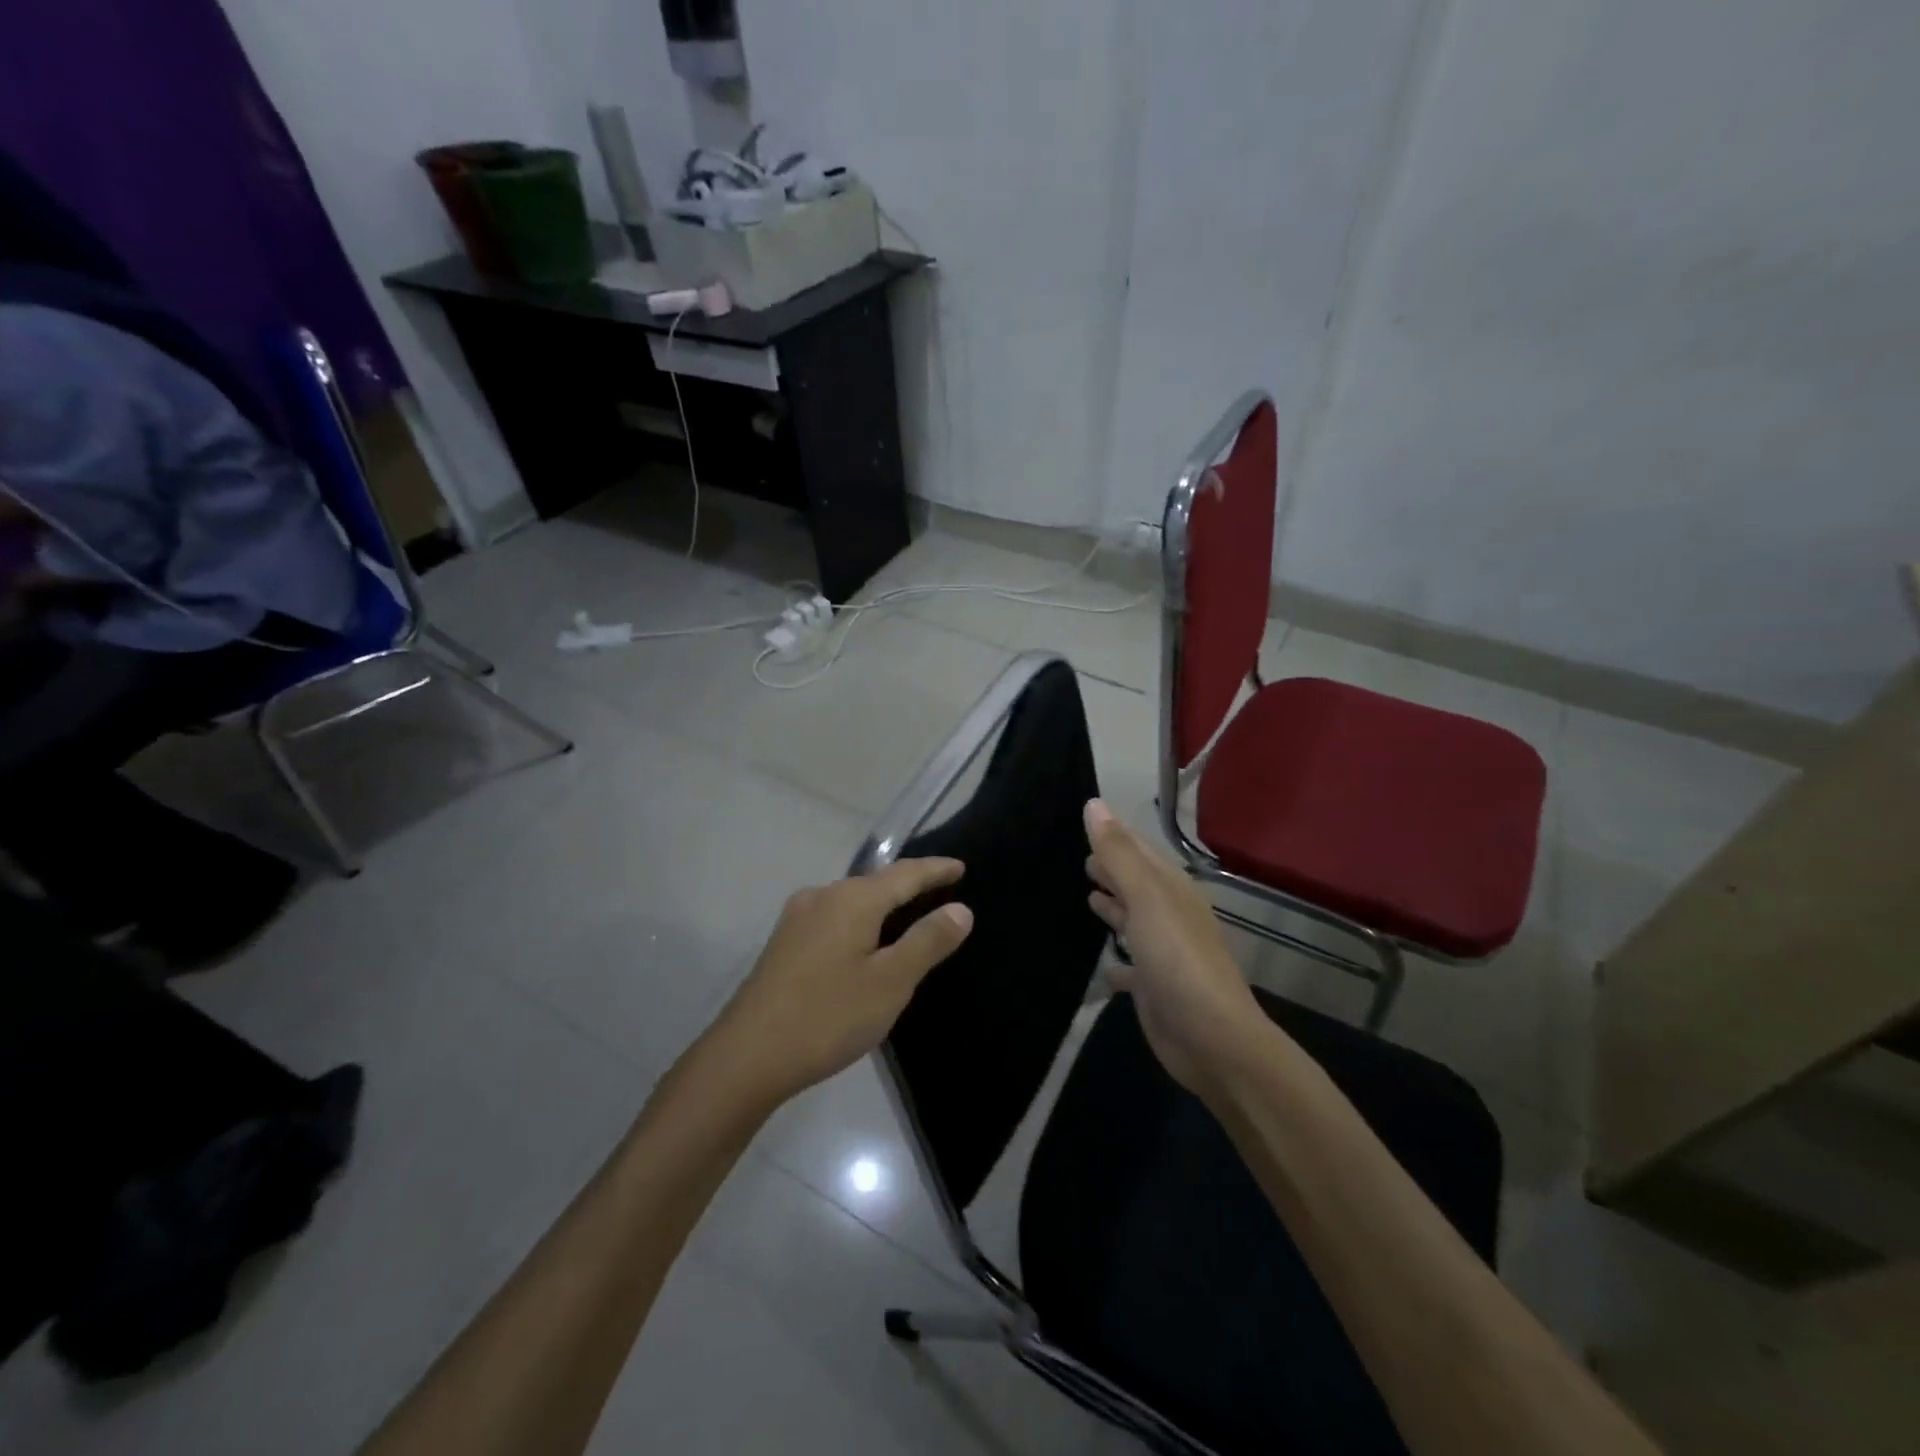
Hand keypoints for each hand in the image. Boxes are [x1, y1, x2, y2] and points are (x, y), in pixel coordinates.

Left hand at [703, 858, 973, 1109]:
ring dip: (882, 905)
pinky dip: (860, 922)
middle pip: (876, 883)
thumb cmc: (828, 1016)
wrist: (746, 1057)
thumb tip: (960, 909)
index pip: (905, 873)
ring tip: (908, 916)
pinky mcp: (783, 944)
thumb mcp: (890, 982)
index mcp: (852, 899)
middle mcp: (822, 896)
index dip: (936, 870)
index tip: (961, 867)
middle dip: (909, 885)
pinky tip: (865, 943)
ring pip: (852, 901)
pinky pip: (834, 919)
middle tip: (940, 891)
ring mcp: (797, 919)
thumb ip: (927, 941)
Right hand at [1084, 800, 1264, 1098]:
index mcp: (1172, 889)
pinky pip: (1130, 966)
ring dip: (1114, 908)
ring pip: (1134, 921)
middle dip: (1113, 870)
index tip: (1087, 820)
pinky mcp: (1154, 988)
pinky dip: (1116, 959)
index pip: (1140, 851)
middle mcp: (1170, 916)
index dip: (1115, 836)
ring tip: (1088, 895)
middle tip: (1082, 858)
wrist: (1212, 1039)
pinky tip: (1102, 963)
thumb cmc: (1178, 959)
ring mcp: (1164, 954)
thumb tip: (1094, 805)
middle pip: (1137, 884)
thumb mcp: (1146, 898)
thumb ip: (1119, 854)